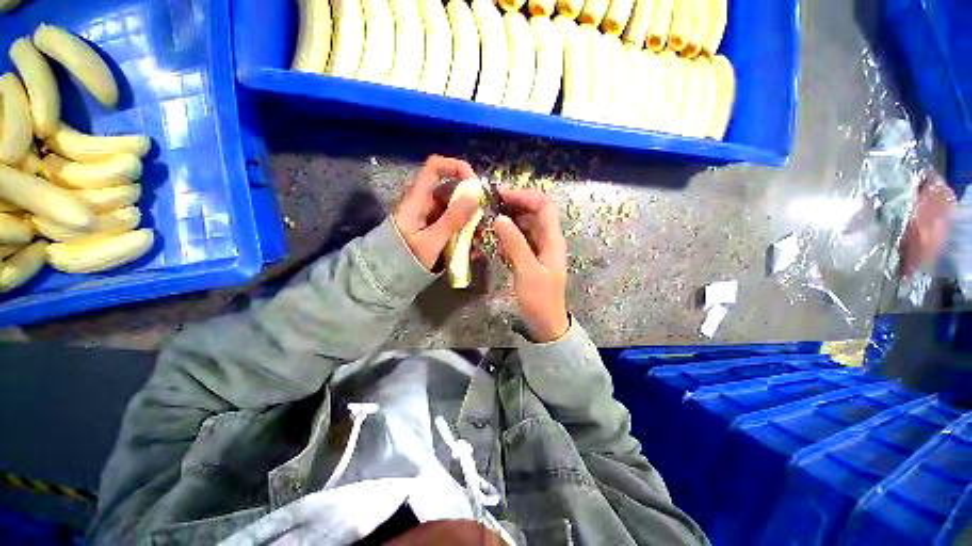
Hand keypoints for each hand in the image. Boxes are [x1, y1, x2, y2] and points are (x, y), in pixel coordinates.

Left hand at [393, 155, 479, 270]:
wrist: (388, 275)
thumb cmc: (406, 257)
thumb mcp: (432, 240)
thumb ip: (453, 218)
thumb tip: (475, 195)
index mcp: (419, 198)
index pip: (435, 166)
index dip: (457, 167)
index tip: (476, 185)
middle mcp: (425, 202)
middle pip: (452, 191)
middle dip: (472, 205)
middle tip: (484, 223)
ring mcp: (430, 216)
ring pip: (456, 210)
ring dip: (470, 222)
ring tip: (479, 240)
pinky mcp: (434, 228)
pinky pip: (453, 224)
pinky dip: (464, 233)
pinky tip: (472, 248)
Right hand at [493, 189, 568, 341]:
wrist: (545, 322)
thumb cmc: (539, 299)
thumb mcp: (527, 272)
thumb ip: (515, 244)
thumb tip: (500, 218)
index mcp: (552, 239)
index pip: (543, 205)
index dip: (523, 196)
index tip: (500, 196)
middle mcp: (546, 239)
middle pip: (532, 212)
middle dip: (511, 207)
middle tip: (488, 209)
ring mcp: (538, 248)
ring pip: (523, 225)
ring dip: (506, 221)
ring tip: (487, 224)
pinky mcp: (529, 256)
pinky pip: (518, 239)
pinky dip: (506, 236)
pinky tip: (494, 243)